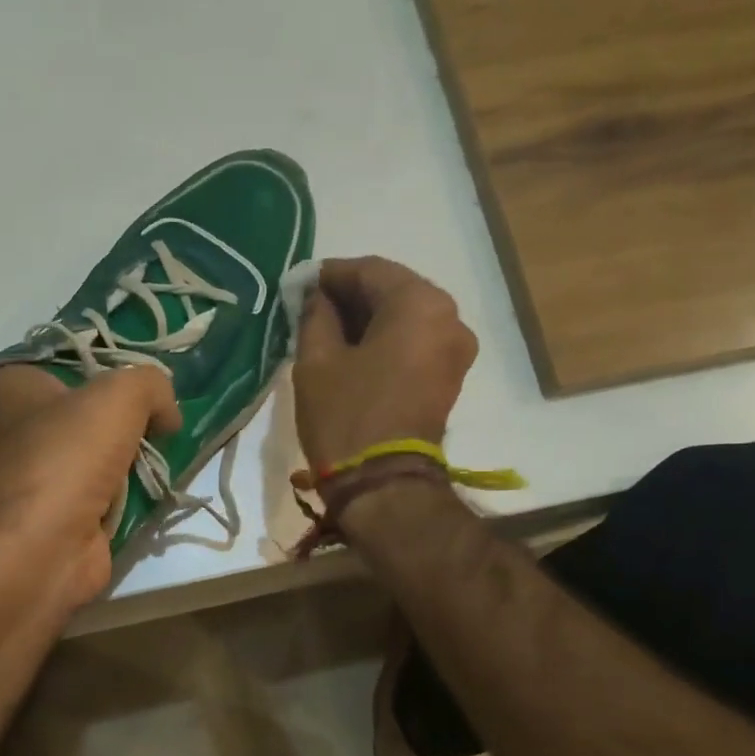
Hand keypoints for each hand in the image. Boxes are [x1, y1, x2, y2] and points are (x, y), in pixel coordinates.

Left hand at [0, 365, 180, 608]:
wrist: (43, 550)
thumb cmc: (68, 458)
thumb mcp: (120, 396)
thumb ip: (152, 384)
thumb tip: (168, 415)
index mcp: (18, 386)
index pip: (72, 361)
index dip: (113, 368)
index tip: (149, 383)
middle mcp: (23, 426)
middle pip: (93, 409)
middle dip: (131, 417)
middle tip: (164, 419)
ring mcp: (44, 473)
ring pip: (105, 451)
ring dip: (136, 456)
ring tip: (166, 452)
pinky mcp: (66, 512)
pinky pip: (110, 489)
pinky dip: (132, 490)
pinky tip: (156, 486)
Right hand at [292, 257, 477, 476]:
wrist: (382, 485)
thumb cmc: (346, 416)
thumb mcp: (316, 359)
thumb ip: (315, 314)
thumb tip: (315, 295)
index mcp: (420, 304)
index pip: (369, 270)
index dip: (330, 274)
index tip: (299, 285)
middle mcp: (449, 317)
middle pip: (393, 291)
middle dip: (350, 297)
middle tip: (310, 307)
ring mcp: (455, 349)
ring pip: (404, 317)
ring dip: (367, 320)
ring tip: (326, 332)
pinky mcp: (449, 377)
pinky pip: (414, 342)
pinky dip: (385, 340)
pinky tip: (352, 351)